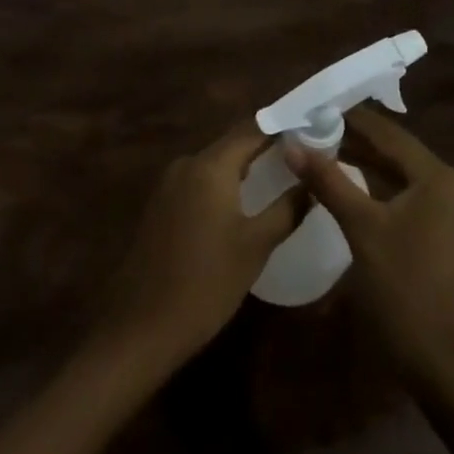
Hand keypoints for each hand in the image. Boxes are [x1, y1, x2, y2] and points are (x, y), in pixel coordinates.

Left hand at [95, 124, 307, 368]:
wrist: (142, 326)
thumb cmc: (207, 283)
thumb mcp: (256, 246)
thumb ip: (287, 208)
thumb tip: (312, 182)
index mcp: (210, 165)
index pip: (252, 129)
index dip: (281, 127)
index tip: (309, 130)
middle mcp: (187, 163)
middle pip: (233, 143)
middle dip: (265, 146)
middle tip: (300, 155)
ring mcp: (170, 183)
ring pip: (216, 163)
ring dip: (244, 166)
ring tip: (279, 175)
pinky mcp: (161, 204)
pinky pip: (200, 181)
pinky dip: (224, 183)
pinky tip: (243, 202)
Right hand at [289, 107, 453, 389]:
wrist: (437, 360)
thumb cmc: (401, 286)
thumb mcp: (360, 226)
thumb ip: (328, 180)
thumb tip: (292, 144)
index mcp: (437, 177)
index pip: (389, 134)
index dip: (352, 119)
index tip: (317, 106)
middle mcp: (448, 186)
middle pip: (395, 151)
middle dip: (355, 138)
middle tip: (313, 125)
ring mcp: (446, 210)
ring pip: (398, 173)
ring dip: (363, 161)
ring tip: (322, 145)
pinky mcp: (438, 231)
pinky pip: (403, 194)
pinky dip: (375, 184)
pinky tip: (345, 180)